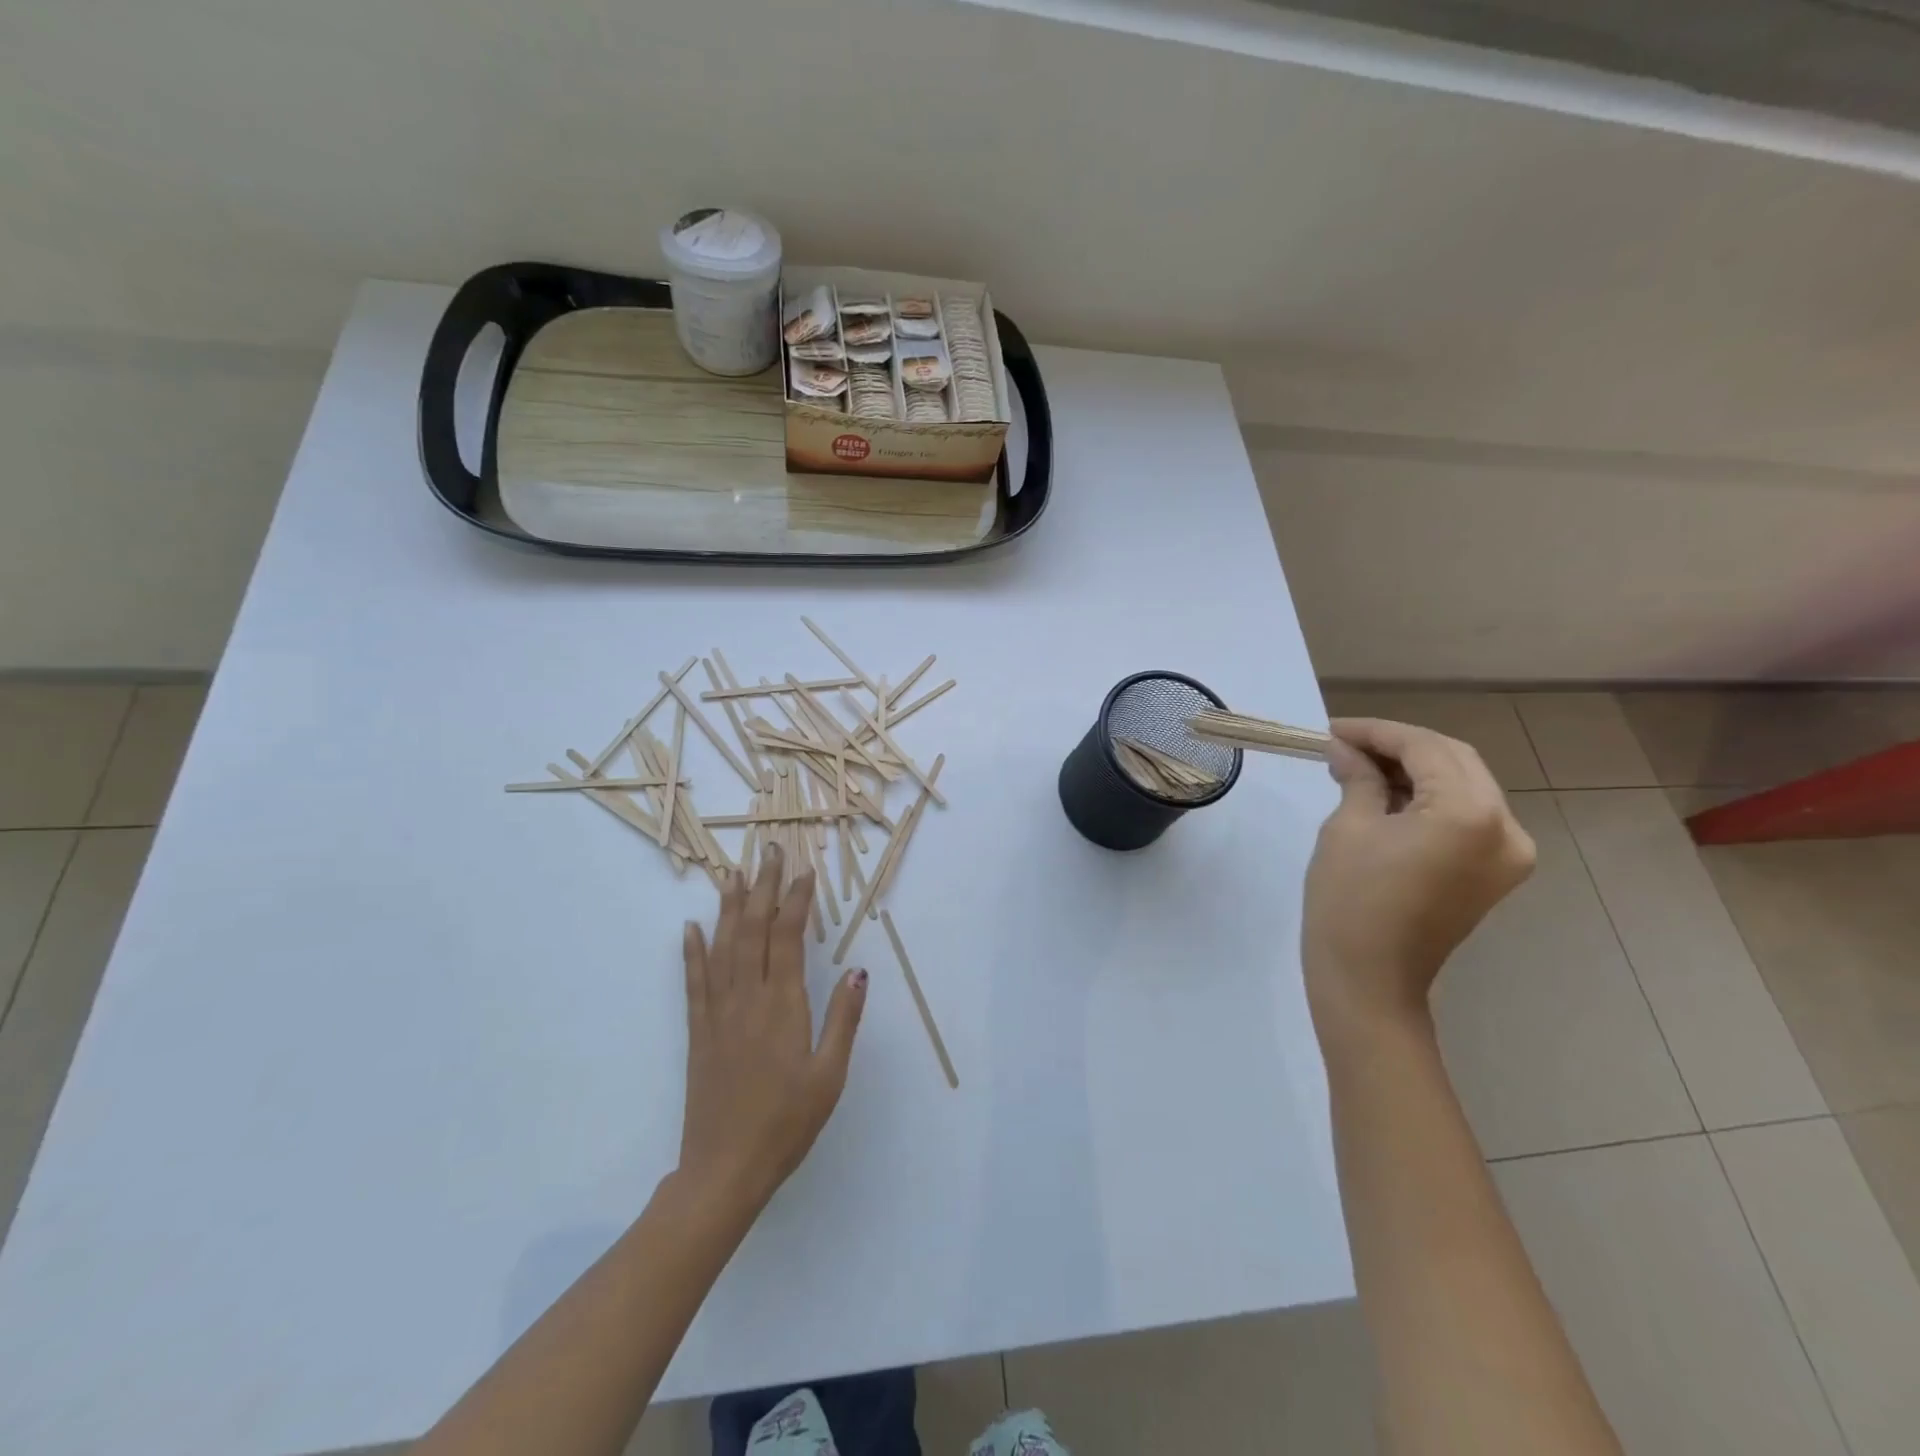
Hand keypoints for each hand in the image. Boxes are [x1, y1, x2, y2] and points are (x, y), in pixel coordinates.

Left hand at [677, 845, 866, 1215]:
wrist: (723, 1170)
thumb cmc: (787, 1124)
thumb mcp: (830, 1076)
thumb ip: (844, 1019)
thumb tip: (858, 970)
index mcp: (783, 1006)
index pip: (788, 936)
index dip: (796, 899)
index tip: (804, 871)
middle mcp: (747, 998)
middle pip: (754, 929)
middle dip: (763, 887)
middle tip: (769, 851)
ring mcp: (718, 1013)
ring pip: (722, 946)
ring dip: (729, 907)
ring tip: (733, 873)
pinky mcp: (699, 1032)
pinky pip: (694, 981)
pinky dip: (692, 951)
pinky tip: (691, 928)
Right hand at [1303, 718, 1535, 1041]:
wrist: (1370, 979)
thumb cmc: (1350, 901)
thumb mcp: (1348, 828)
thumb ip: (1358, 778)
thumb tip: (1345, 749)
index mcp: (1469, 812)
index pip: (1425, 747)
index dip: (1375, 732)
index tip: (1331, 730)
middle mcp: (1506, 827)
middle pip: (1454, 759)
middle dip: (1399, 745)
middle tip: (1345, 745)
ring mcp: (1509, 853)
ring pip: (1464, 784)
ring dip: (1415, 769)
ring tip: (1361, 768)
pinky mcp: (1496, 872)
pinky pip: (1467, 815)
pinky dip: (1430, 798)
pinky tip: (1389, 796)